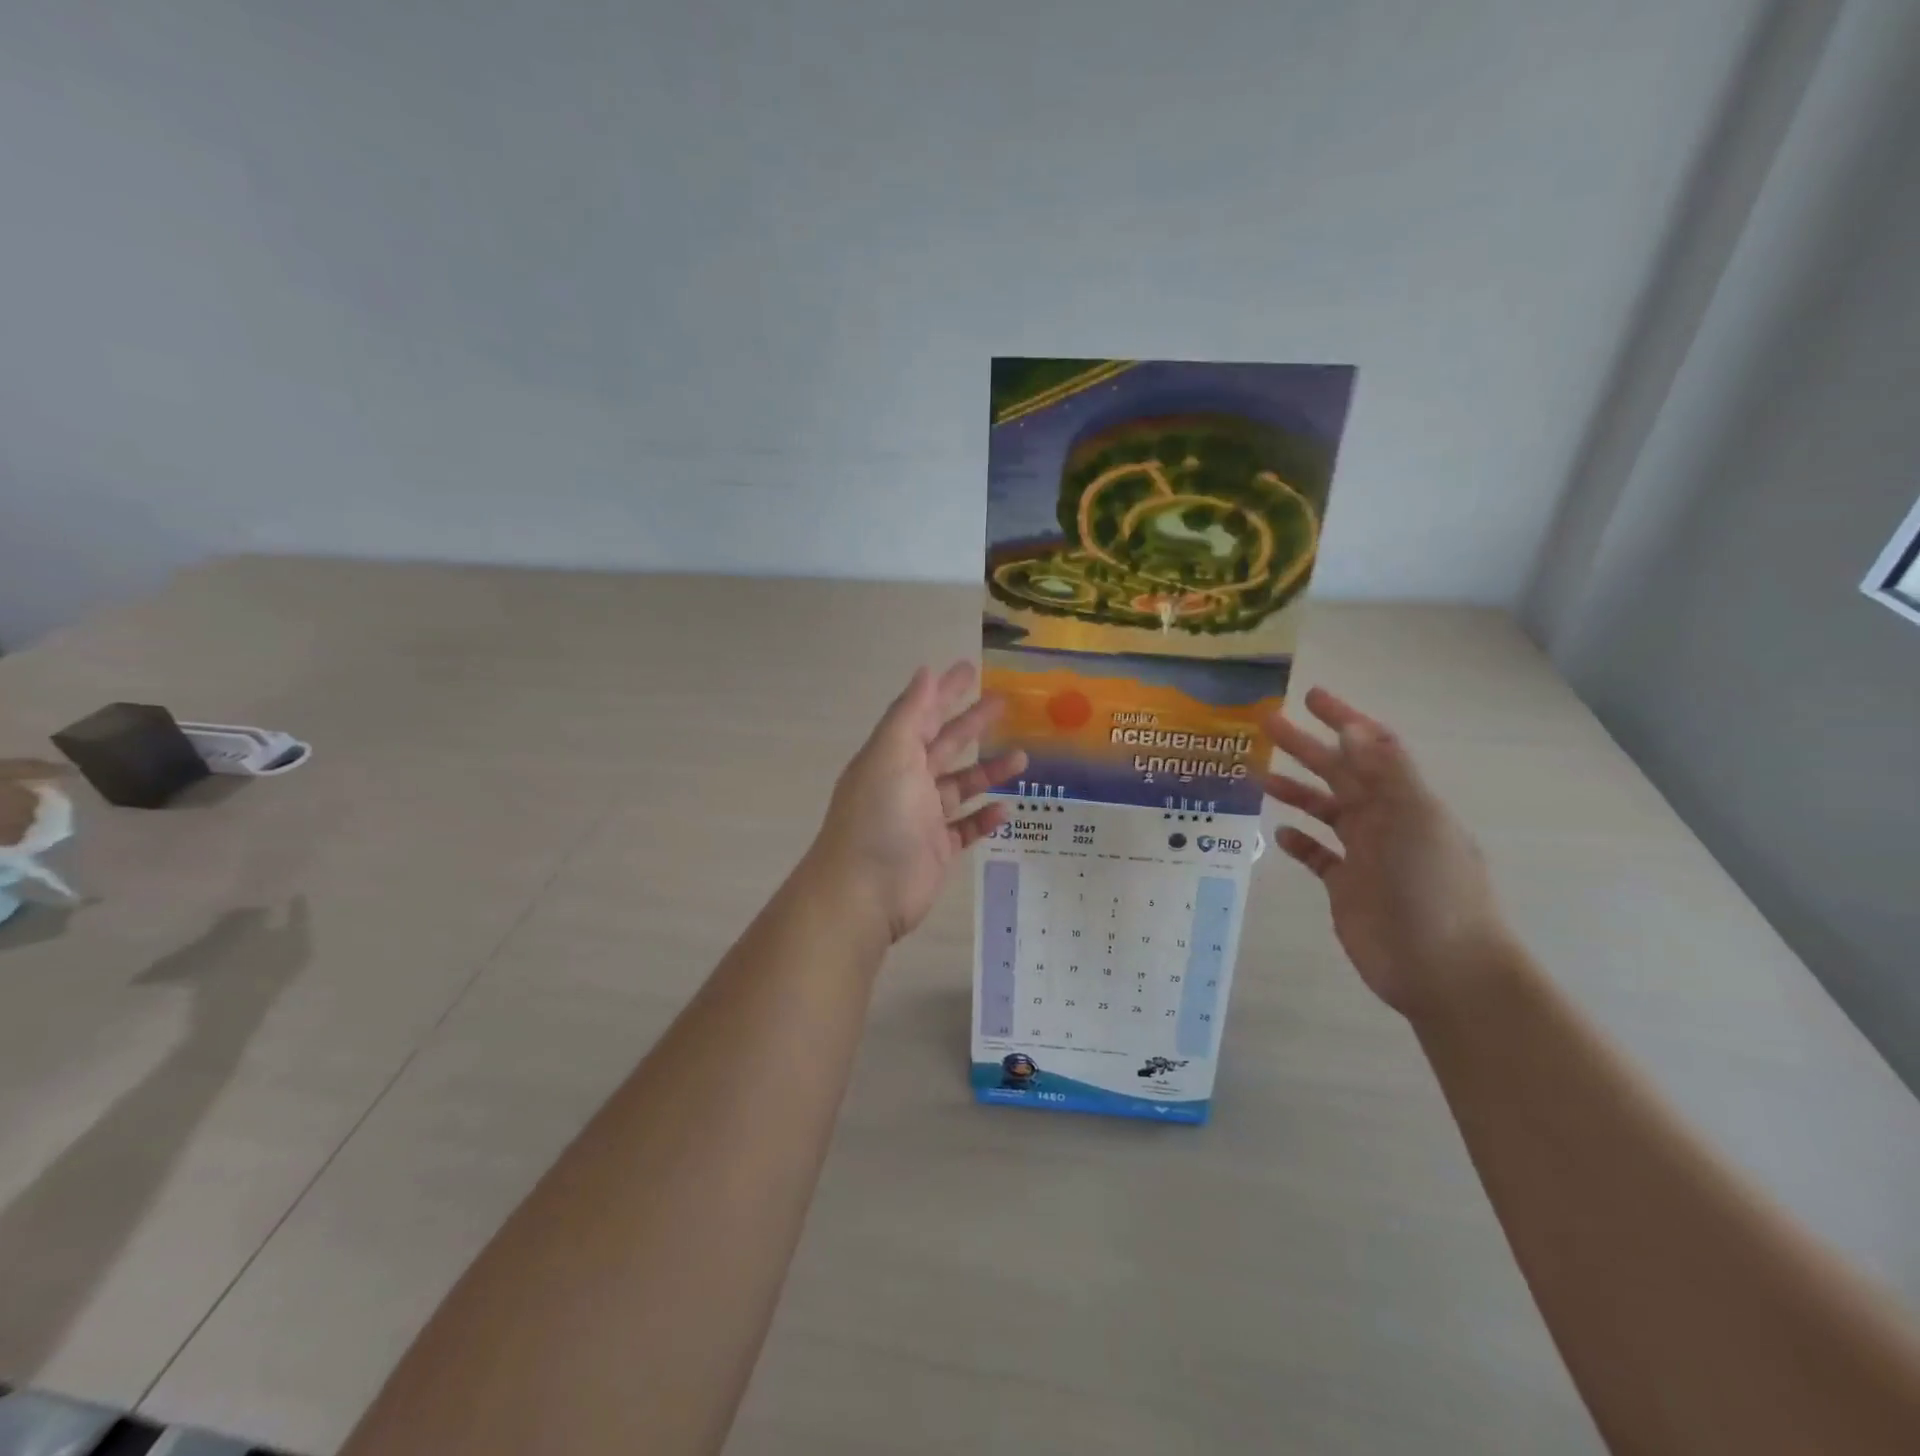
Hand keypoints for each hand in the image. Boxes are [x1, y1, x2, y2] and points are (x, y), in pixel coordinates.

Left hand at [810, 662, 1026, 943]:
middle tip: (1005, 703)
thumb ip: (910, 714)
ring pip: (960, 786)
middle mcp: (906, 781)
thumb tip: (925, 671)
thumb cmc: (879, 817)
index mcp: (892, 756)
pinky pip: (965, 828)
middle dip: (972, 724)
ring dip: (988, 771)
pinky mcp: (936, 849)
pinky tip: (1006, 809)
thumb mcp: (891, 755)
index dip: (946, 691)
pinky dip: (983, 818)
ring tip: (1022, 758)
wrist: (864, 892)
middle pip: (945, 745)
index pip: (922, 714)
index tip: (971, 669)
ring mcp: (922, 817)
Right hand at [1263, 687, 1509, 1018]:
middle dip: (1305, 746)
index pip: (1370, 747)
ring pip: (1324, 810)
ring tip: (1260, 776)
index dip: (1343, 719)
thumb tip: (1350, 728)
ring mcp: (1365, 854)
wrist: (1441, 967)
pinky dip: (1300, 842)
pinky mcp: (1347, 887)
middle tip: (1267, 724)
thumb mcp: (1414, 819)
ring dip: (1296, 790)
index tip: (1310, 697)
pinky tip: (1280, 834)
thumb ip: (1384, 771)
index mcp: (1403, 799)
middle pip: (1339, 773)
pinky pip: (1318, 856)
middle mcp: (1384, 820)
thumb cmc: (1431, 887)